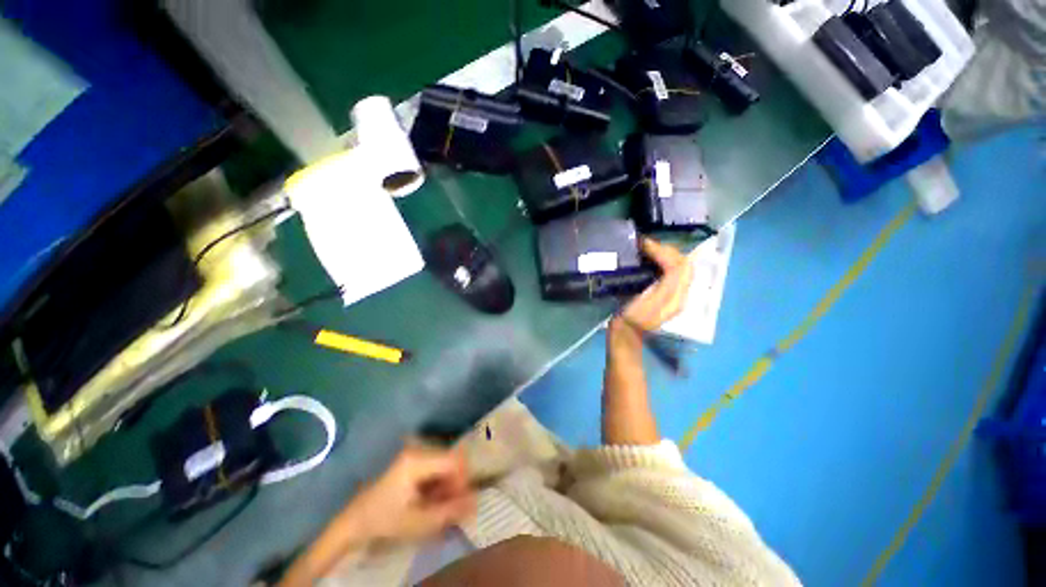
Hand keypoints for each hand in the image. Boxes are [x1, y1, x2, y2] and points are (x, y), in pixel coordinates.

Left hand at [345, 443, 475, 541]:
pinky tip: (429, 498)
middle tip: (448, 506)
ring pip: (444, 462)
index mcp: (417, 460)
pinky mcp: (411, 458)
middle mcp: (417, 448)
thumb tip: (477, 501)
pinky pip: (434, 465)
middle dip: (454, 483)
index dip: (463, 479)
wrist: (354, 520)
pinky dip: (437, 481)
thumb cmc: (384, 520)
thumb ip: (449, 511)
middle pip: (450, 459)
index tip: (459, 501)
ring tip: (437, 505)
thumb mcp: (418, 522)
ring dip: (447, 483)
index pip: (454, 460)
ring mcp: (413, 451)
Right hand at [620, 238, 693, 331]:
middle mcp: (681, 293)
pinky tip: (652, 257)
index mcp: (675, 297)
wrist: (628, 332)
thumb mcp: (643, 301)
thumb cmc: (630, 318)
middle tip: (646, 243)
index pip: (679, 266)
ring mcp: (676, 293)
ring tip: (649, 248)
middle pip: (684, 264)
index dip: (663, 251)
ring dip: (666, 253)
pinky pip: (673, 270)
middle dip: (667, 249)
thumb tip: (661, 259)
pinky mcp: (668, 292)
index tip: (644, 244)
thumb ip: (658, 282)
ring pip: (680, 266)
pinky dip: (664, 260)